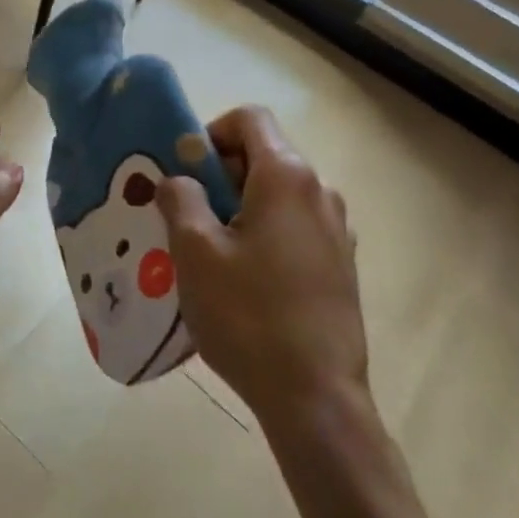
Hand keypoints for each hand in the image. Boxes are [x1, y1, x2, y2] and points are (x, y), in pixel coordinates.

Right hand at [157, 105, 364, 421]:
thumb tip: (178, 179)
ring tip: (208, 252)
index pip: (249, 119)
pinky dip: (262, 232)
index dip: (210, 133)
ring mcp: (336, 230)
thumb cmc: (249, 315)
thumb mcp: (195, 251)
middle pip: (262, 155)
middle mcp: (319, 192)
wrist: (316, 398)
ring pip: (276, 194)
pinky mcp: (340, 265)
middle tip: (185, 216)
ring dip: (237, 207)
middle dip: (218, 175)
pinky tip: (242, 279)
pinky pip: (293, 226)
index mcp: (287, 177)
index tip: (185, 173)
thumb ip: (180, 198)